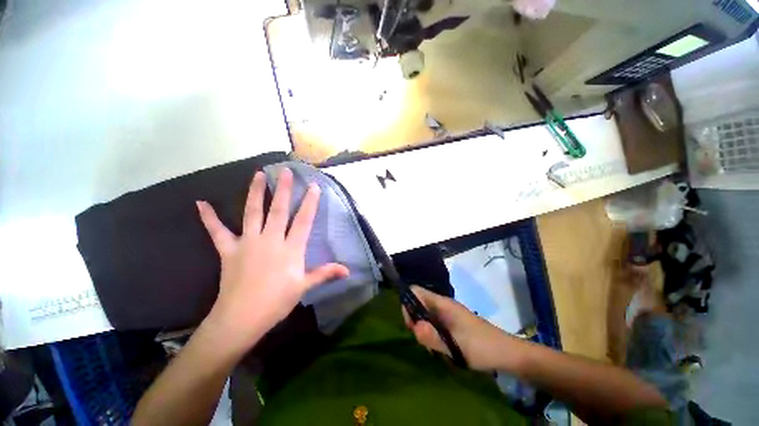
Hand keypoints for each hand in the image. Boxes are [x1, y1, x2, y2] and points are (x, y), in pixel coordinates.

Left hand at [196, 168, 349, 351]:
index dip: (310, 202)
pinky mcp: (229, 250)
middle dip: (283, 189)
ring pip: (252, 212)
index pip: (303, 220)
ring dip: (256, 192)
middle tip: (285, 171)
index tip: (313, 186)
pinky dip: (209, 218)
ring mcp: (248, 242)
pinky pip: (217, 232)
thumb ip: (325, 273)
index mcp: (290, 248)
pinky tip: (200, 203)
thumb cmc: (277, 302)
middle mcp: (270, 239)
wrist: (241, 318)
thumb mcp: (304, 287)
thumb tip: (348, 271)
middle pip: (278, 210)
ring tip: (258, 174)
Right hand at [402, 286, 517, 371]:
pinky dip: (432, 335)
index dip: (408, 304)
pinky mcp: (451, 323)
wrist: (507, 353)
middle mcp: (442, 305)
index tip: (412, 326)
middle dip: (416, 321)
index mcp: (442, 303)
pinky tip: (441, 349)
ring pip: (425, 315)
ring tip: (435, 348)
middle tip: (425, 341)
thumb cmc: (482, 347)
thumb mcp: (456, 345)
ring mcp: (447, 314)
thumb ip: (434, 337)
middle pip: (418, 304)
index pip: (416, 292)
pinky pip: (433, 324)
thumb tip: (413, 327)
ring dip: (424, 331)